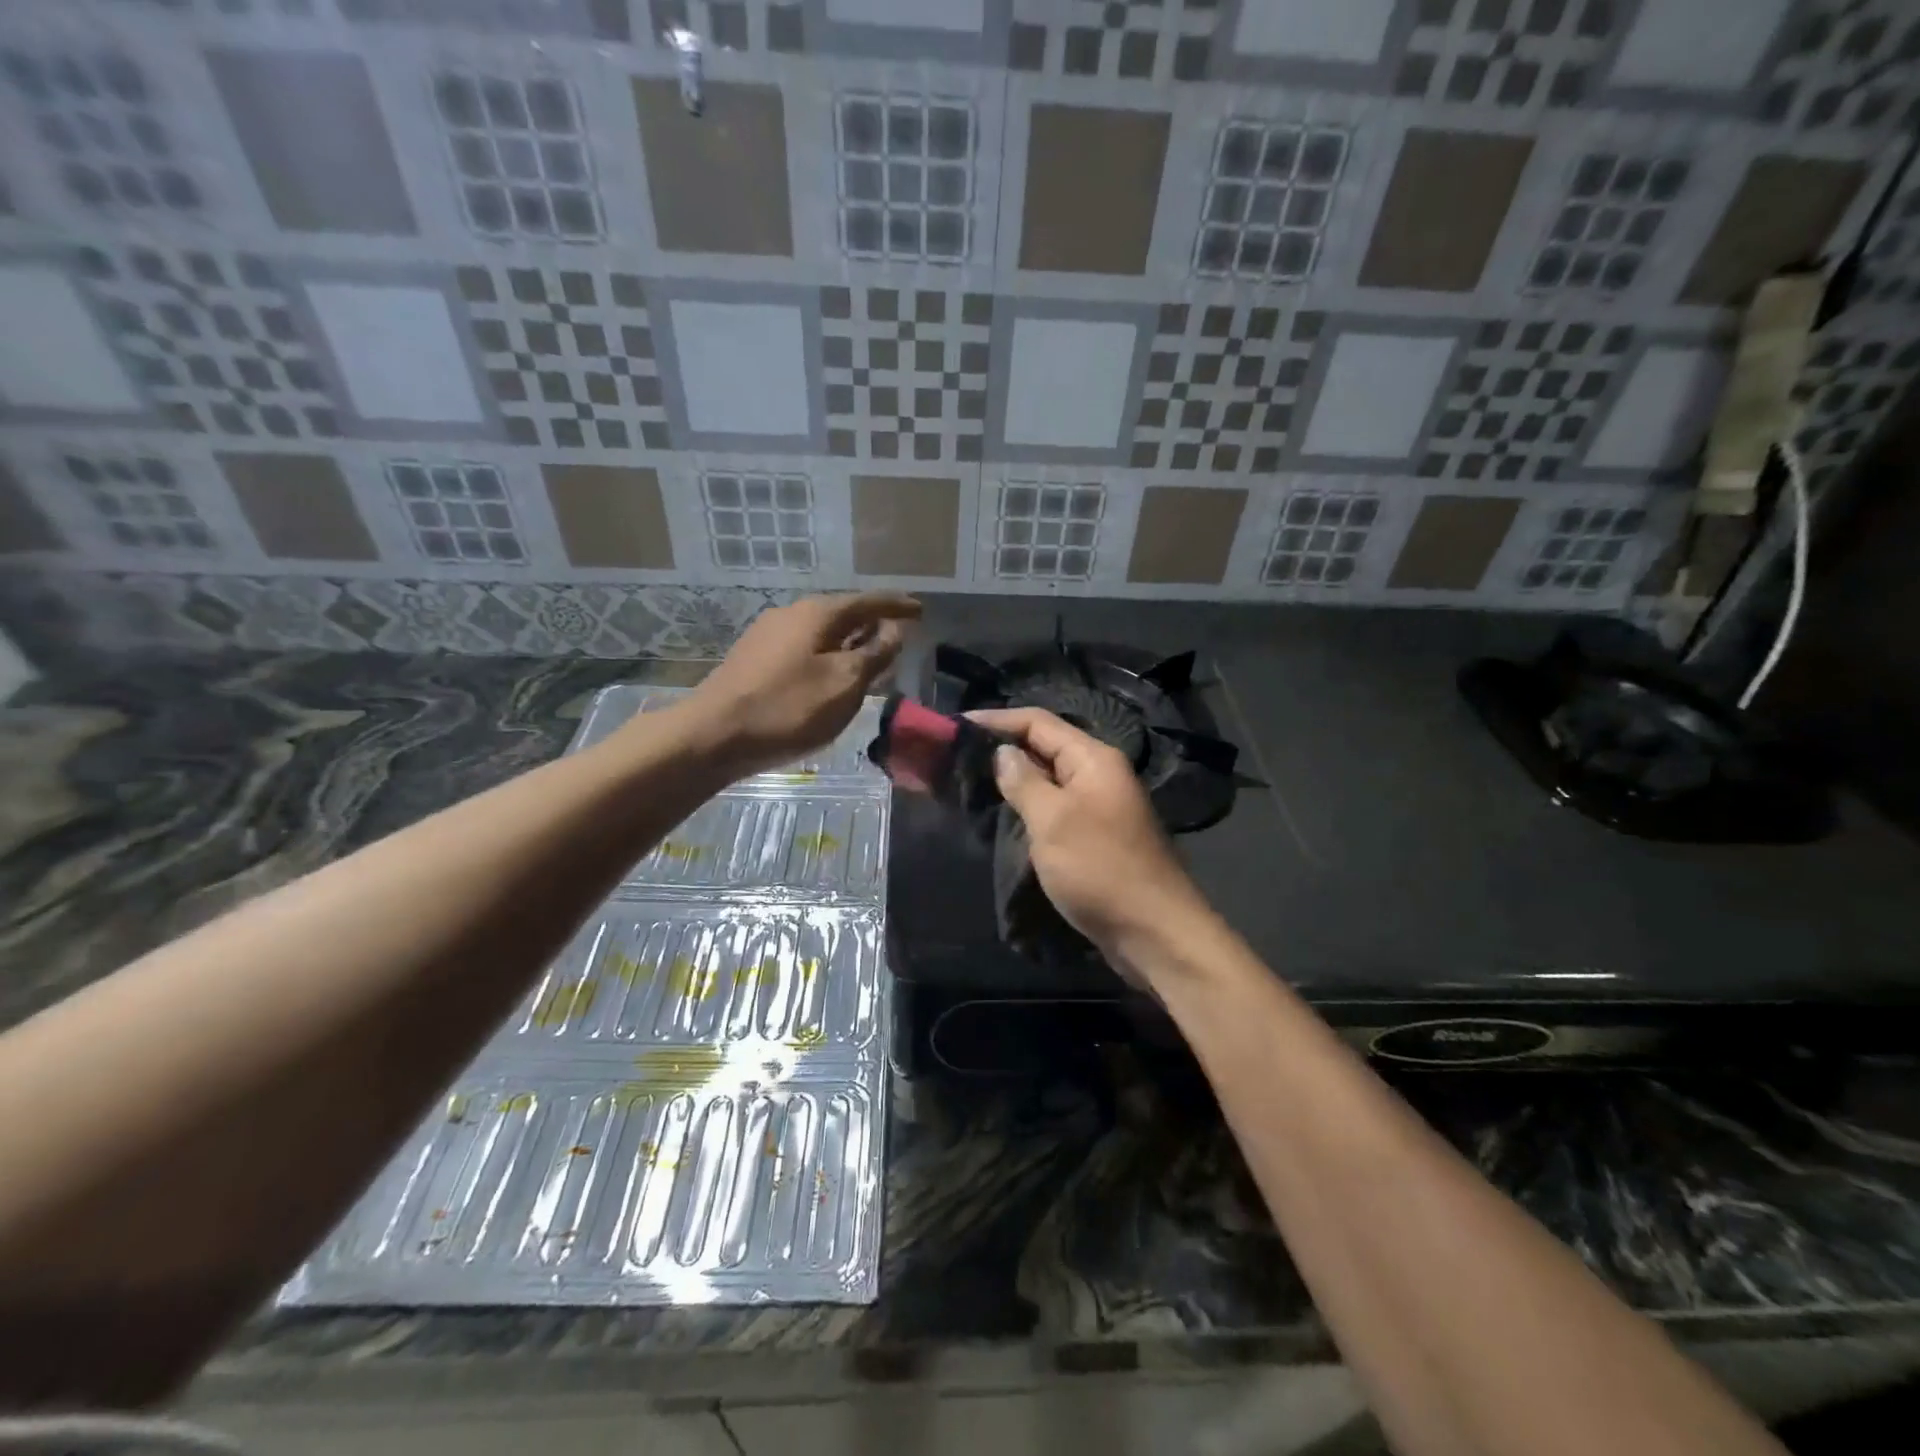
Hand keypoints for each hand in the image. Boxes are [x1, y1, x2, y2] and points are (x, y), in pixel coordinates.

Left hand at [675, 592, 920, 776]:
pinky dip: (827, 656)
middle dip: (872, 624)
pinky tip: (831, 677)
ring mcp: (768, 636)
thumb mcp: (844, 684)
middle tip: (899, 636)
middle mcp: (791, 615)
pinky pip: (804, 649)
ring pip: (822, 633)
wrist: (713, 736)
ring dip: (849, 643)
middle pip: (843, 614)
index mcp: (817, 614)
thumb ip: (874, 654)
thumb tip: (894, 630)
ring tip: (870, 659)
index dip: (897, 606)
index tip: (921, 610)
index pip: (868, 601)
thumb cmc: (788, 708)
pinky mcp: (754, 660)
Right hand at [967, 707, 1206, 953]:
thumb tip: (1003, 753)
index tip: (956, 726)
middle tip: (955, 756)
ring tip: (969, 783)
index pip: (1038, 722)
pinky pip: (1055, 808)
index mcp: (1093, 759)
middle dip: (1002, 748)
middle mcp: (1098, 774)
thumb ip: (1024, 782)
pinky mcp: (1095, 836)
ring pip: (1048, 779)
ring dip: (1013, 779)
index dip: (997, 720)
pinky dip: (1028, 806)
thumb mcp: (1054, 821)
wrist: (1154, 932)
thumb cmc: (1100, 869)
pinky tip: (1002, 816)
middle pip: (1044, 747)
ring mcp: (1099, 806)